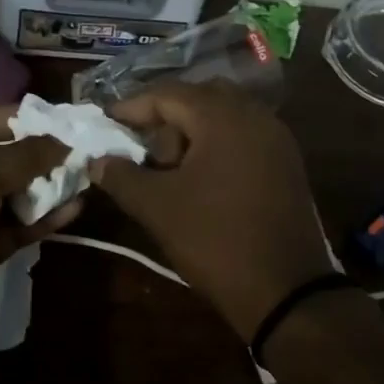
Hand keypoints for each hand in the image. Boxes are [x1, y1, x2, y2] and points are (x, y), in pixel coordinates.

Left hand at [0, 106, 80, 363]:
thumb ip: (21, 157)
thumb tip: (61, 142)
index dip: (16, 118)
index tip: (57, 120)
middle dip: (37, 154)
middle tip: (78, 150)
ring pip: (10, 193)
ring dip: (45, 186)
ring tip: (84, 176)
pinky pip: (16, 226)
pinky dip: (42, 218)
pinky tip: (74, 209)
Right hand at [92, 83, 332, 342]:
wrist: (285, 290)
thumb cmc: (214, 239)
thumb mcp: (157, 207)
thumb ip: (121, 176)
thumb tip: (97, 160)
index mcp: (223, 117)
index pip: (168, 94)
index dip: (132, 107)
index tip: (106, 123)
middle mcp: (255, 115)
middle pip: (199, 98)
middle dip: (166, 118)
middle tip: (142, 148)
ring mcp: (277, 138)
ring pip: (224, 117)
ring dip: (192, 133)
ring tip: (169, 169)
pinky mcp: (287, 163)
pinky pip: (244, 137)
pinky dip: (217, 146)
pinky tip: (201, 180)